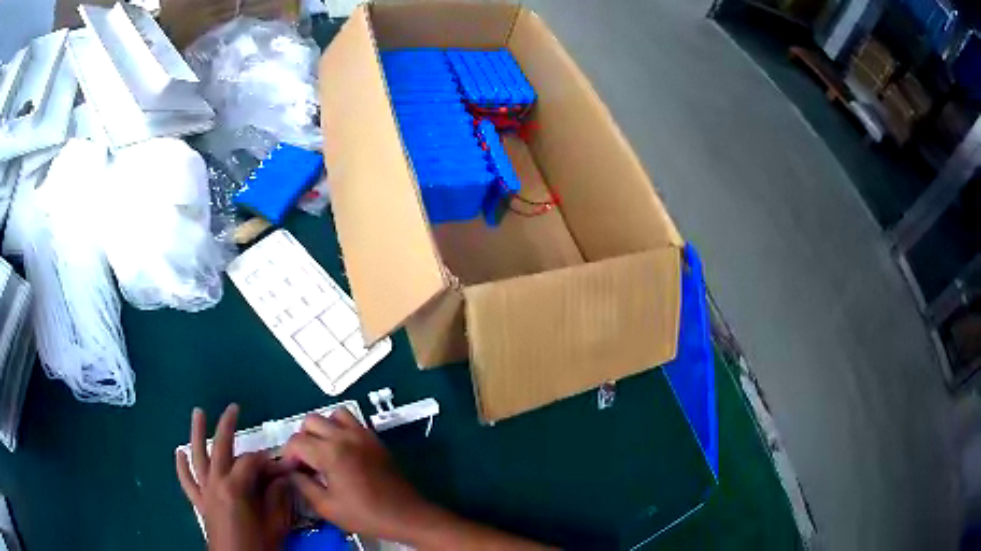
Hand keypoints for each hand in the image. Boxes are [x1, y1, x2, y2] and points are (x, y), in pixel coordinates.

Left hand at [176, 404, 293, 550]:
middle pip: (220, 448)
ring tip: (198, 412)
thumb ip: (277, 498)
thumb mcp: (275, 524)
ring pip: (198, 457)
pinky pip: (187, 481)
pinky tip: (180, 452)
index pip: (251, 463)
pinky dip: (182, 466)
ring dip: (197, 433)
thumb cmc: (258, 546)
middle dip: (227, 426)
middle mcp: (216, 483)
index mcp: (235, 488)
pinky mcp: (199, 502)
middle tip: (233, 408)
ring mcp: (205, 491)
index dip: (268, 461)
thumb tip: (283, 478)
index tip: (282, 465)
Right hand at [282, 409, 432, 540]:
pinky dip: (341, 429)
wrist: (406, 516)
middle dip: (302, 439)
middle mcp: (345, 436)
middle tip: (306, 462)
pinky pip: (352, 422)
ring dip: (322, 429)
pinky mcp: (376, 439)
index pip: (296, 441)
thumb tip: (291, 472)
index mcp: (330, 452)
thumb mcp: (326, 507)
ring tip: (323, 453)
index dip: (288, 456)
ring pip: (333, 415)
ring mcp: (363, 434)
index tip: (292, 472)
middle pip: (311, 421)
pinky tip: (342, 453)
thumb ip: (303, 485)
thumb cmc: (365, 515)